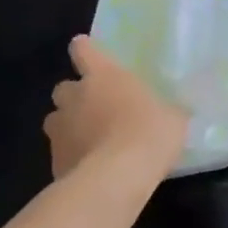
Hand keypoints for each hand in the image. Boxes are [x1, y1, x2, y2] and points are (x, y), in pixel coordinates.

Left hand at [44, 36, 187, 179]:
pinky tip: (93, 169)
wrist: (117, 178)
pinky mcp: (54, 160)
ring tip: (93, 141)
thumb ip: (166, 110)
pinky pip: (61, 152)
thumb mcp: (173, 118)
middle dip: (76, 96)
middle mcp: (75, 96)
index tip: (92, 56)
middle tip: (98, 109)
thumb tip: (172, 112)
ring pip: (57, 120)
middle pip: (64, 88)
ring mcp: (59, 129)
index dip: (86, 51)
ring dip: (70, 126)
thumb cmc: (150, 133)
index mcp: (104, 75)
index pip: (83, 49)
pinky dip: (73, 156)